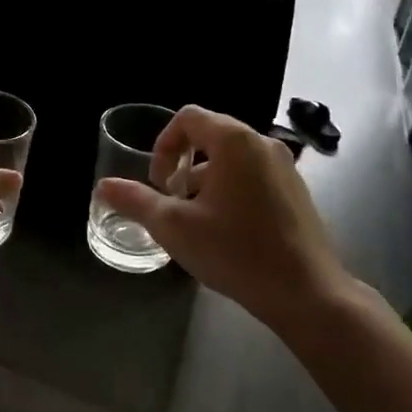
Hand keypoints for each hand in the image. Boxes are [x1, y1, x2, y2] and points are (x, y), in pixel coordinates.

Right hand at [95, 105, 346, 325]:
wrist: (307, 294)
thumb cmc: (237, 252)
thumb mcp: (175, 227)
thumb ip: (137, 201)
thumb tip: (104, 186)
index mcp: (234, 140)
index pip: (188, 118)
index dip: (164, 144)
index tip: (158, 182)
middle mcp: (262, 142)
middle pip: (211, 135)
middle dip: (183, 163)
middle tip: (173, 200)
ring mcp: (285, 166)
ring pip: (232, 158)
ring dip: (206, 179)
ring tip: (198, 220)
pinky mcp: (297, 190)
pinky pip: (254, 174)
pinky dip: (232, 188)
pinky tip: (229, 230)